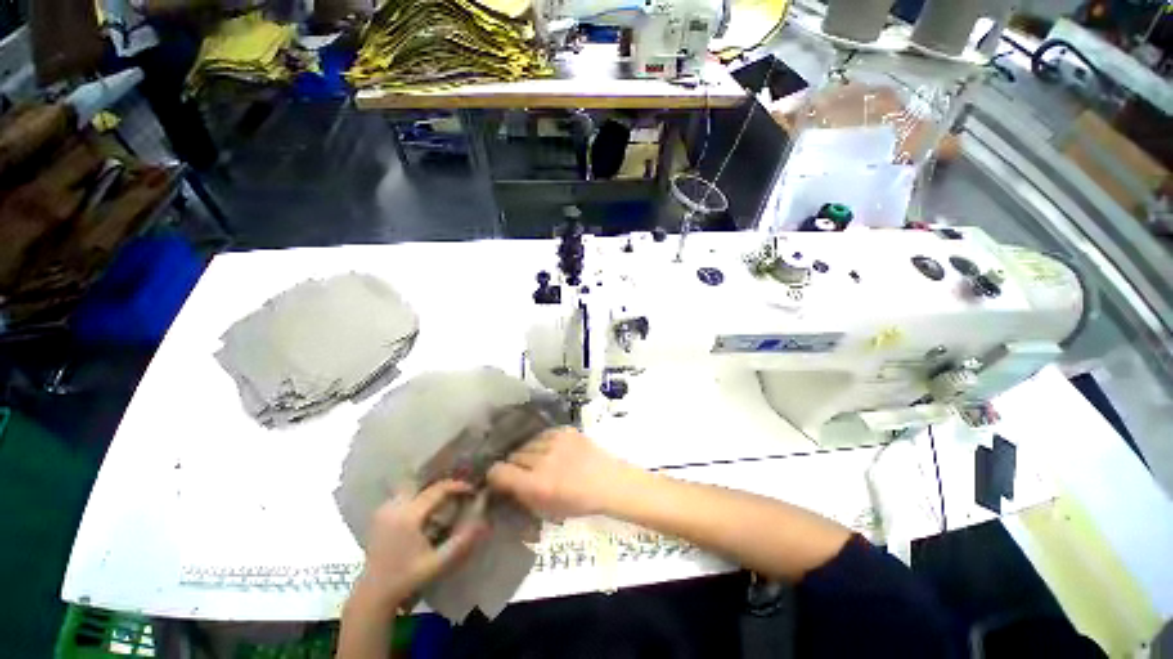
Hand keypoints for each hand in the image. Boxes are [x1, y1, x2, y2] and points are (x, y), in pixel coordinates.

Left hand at [354, 480, 487, 609]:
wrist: (373, 594)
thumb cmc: (407, 579)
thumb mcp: (438, 563)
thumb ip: (461, 542)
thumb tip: (483, 521)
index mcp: (409, 516)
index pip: (438, 490)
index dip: (458, 486)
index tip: (472, 490)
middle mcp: (395, 507)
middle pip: (425, 485)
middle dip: (444, 486)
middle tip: (460, 493)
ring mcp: (384, 509)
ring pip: (414, 488)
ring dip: (430, 491)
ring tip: (446, 499)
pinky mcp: (379, 515)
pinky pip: (403, 496)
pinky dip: (418, 497)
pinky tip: (426, 509)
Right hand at [487, 427, 631, 518]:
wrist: (608, 481)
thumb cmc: (578, 502)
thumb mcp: (545, 510)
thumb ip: (521, 496)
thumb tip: (503, 483)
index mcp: (537, 484)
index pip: (499, 471)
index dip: (495, 475)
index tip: (498, 478)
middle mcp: (543, 459)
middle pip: (513, 455)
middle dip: (514, 465)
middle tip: (523, 471)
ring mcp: (555, 441)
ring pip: (527, 443)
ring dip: (529, 452)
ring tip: (539, 459)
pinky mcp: (565, 430)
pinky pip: (543, 434)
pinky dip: (543, 442)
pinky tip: (552, 450)